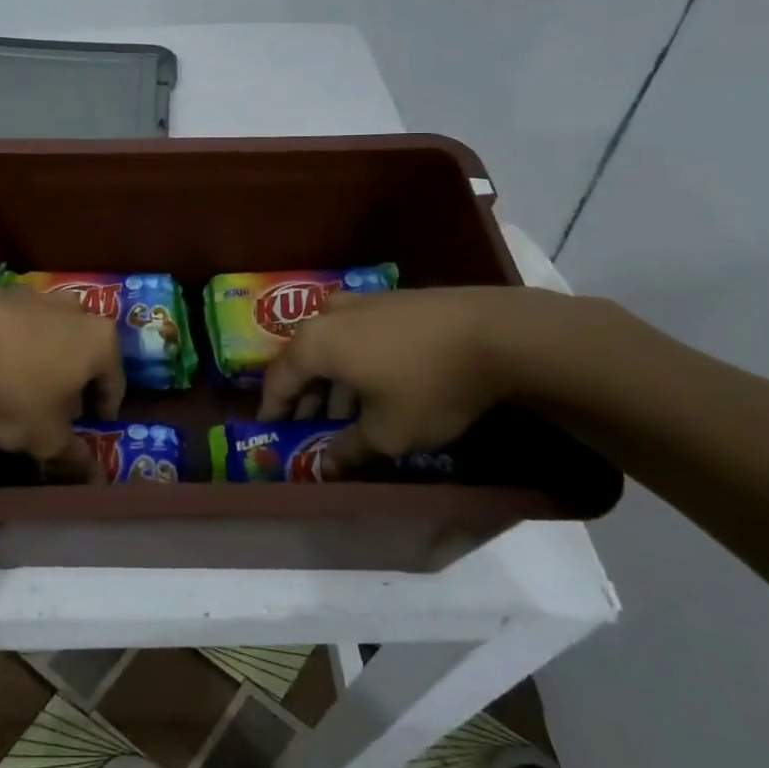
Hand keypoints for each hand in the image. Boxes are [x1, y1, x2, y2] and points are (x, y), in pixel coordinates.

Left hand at [0, 289, 125, 481]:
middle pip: (85, 348)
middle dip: (77, 376)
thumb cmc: (15, 395)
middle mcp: (76, 311)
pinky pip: (18, 324)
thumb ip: (74, 456)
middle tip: (61, 406)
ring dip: (47, 355)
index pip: (115, 380)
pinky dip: (15, 343)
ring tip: (26, 384)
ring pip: (52, 331)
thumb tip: (93, 476)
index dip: (105, 407)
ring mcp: (36, 296)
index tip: (94, 424)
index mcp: (100, 341)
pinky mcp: (0, 293)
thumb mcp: (47, 438)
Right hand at [255, 287, 553, 475]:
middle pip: (303, 359)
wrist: (496, 333)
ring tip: (347, 414)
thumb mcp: (387, 433)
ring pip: (332, 346)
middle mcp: (328, 315)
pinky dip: (356, 362)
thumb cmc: (427, 385)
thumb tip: (327, 467)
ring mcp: (361, 302)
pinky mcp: (392, 300)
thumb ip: (348, 451)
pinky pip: (358, 335)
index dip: (273, 411)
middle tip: (311, 429)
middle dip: (305, 397)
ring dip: (333, 381)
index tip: (272, 433)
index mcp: (314, 343)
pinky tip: (378, 386)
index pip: (278, 380)